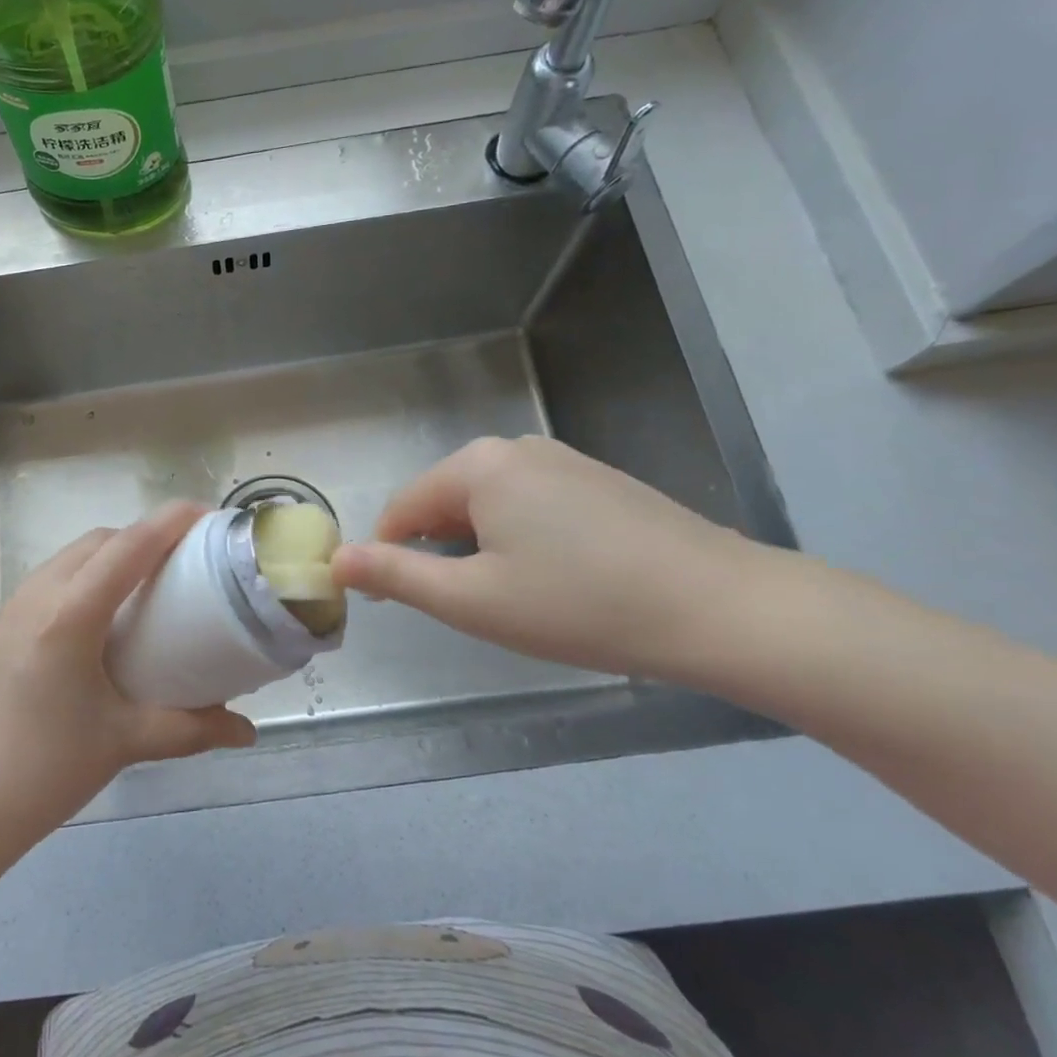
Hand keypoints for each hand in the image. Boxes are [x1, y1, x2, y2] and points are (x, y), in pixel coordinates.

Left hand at [0, 501, 255, 875]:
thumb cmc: (42, 774)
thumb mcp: (123, 744)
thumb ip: (191, 730)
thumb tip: (246, 732)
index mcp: (68, 615)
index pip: (129, 547)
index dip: (170, 522)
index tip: (206, 514)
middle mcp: (31, 599)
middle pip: (94, 543)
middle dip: (139, 537)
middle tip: (178, 562)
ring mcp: (0, 615)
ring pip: (62, 562)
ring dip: (103, 560)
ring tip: (137, 592)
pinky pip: (38, 590)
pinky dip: (73, 585)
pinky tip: (86, 630)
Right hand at [330, 436, 774, 681]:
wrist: (721, 607)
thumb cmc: (579, 605)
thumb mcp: (472, 600)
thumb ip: (396, 576)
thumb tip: (336, 559)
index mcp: (477, 466)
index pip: (403, 507)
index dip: (389, 555)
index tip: (397, 603)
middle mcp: (515, 448)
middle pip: (446, 502)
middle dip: (440, 552)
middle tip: (468, 609)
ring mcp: (562, 459)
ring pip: (489, 505)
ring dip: (480, 549)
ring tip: (513, 599)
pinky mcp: (598, 479)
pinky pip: (530, 504)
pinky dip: (520, 539)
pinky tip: (555, 579)